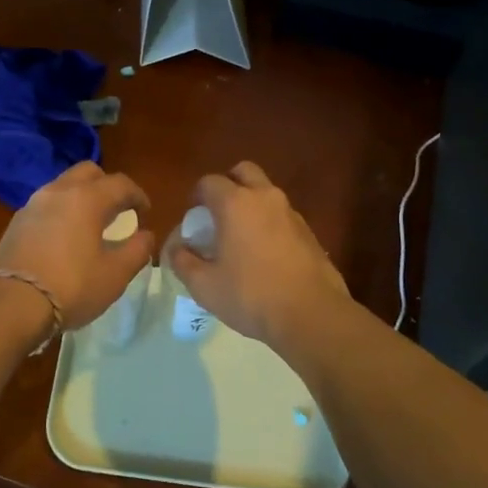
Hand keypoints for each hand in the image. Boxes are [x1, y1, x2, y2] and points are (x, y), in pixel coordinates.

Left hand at [0, 162, 154, 329]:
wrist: (7, 304)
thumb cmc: (71, 286)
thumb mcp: (115, 274)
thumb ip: (137, 250)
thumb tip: (145, 235)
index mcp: (87, 198)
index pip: (120, 183)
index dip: (138, 195)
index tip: (145, 212)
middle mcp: (58, 192)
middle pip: (88, 173)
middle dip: (107, 186)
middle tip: (118, 210)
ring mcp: (32, 205)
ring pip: (64, 186)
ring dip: (82, 197)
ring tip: (91, 224)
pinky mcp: (15, 223)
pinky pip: (46, 205)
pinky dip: (62, 211)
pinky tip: (65, 238)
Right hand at [166, 162, 350, 349]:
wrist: (311, 314)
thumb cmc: (251, 295)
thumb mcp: (204, 286)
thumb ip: (183, 261)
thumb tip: (176, 248)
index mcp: (235, 203)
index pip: (209, 182)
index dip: (197, 197)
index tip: (193, 219)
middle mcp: (265, 197)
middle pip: (243, 172)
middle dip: (228, 185)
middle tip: (218, 214)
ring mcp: (291, 212)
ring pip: (266, 192)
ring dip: (251, 204)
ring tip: (241, 238)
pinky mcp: (309, 231)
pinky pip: (282, 215)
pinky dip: (269, 223)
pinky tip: (265, 254)